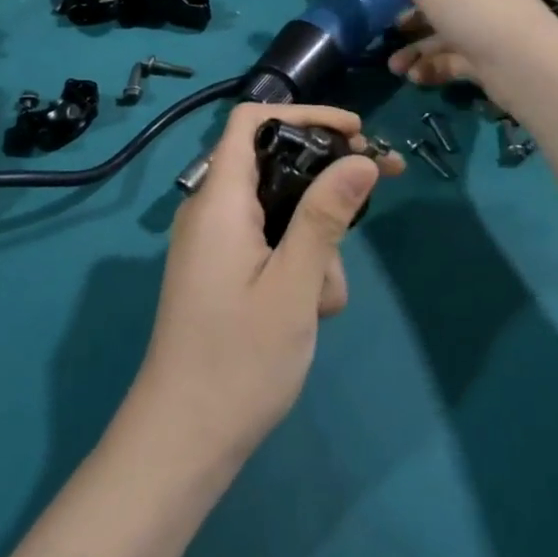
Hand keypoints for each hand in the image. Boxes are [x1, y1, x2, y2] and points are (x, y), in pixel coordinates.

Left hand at [131, 103, 400, 467]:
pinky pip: (268, 243)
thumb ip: (325, 217)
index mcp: (220, 199)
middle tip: (375, 193)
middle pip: (275, 165)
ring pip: (280, 211)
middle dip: (325, 184)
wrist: (182, 442)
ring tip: (325, 299)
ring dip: (315, 242)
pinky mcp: (222, 271)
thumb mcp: (294, 286)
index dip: (305, 114)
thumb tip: (361, 159)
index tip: (355, 132)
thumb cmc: (238, 361)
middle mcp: (212, 210)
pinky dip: (297, 264)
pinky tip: (311, 310)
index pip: (253, 120)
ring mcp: (215, 243)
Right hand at [339, 0, 557, 89]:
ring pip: (447, 34)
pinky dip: (434, 67)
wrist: (525, 64)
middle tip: (386, 33)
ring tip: (395, 67)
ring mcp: (496, 26)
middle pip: (444, 0)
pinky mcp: (496, 60)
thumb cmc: (474, 7)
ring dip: (418, 50)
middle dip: (411, 20)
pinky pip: (457, 60)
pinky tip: (415, 78)